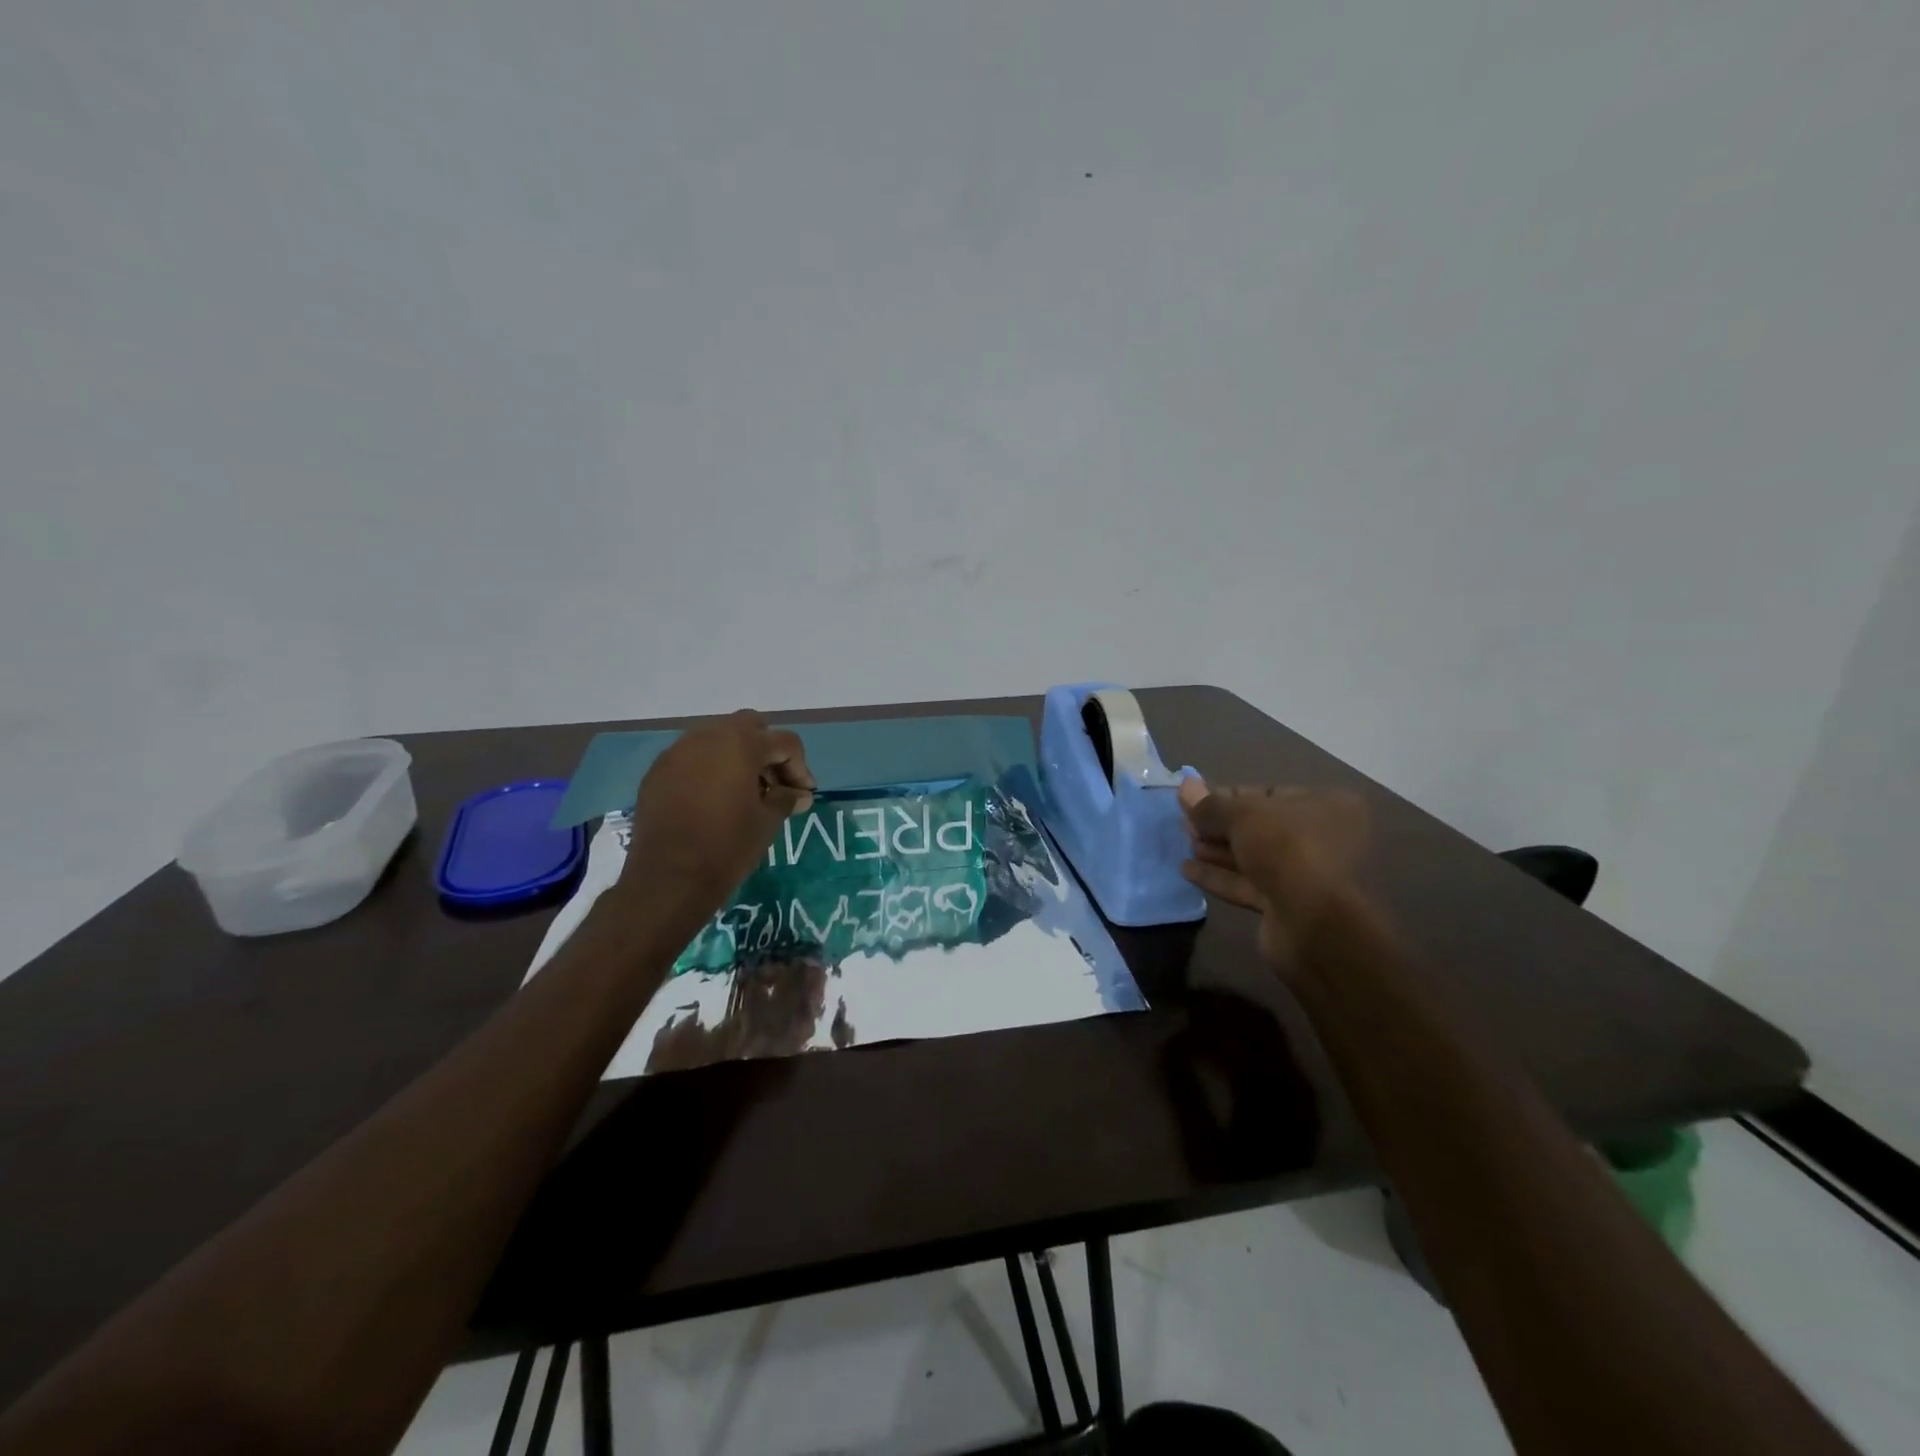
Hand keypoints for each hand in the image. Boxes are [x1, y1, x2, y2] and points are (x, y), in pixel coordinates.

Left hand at [615, 710, 814, 917]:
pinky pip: (692, 759)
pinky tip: (714, 801)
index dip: (800, 768)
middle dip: (767, 752)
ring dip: (737, 758)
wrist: (668, 879)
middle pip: (749, 727)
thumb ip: (786, 798)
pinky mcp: (658, 772)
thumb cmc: (727, 846)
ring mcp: (677, 752)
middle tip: (775, 785)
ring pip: (717, 739)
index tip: (803, 796)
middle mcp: (707, 737)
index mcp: (740, 744)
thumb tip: (800, 794)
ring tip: (745, 793)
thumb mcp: (767, 821)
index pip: (784, 742)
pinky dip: (710, 770)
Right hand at [1178, 777, 1367, 965]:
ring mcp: (1307, 876)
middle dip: (1220, 826)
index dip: (1229, 797)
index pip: (1269, 794)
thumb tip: (1185, 785)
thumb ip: (1211, 804)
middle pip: (1260, 827)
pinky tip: (1187, 870)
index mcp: (1327, 806)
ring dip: (1217, 851)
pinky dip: (1220, 876)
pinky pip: (1249, 884)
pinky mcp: (1288, 906)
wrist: (1313, 923)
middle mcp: (1324, 839)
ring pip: (1254, 857)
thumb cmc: (1287, 850)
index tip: (1196, 801)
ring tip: (1185, 844)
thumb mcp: (1243, 816)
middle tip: (1186, 824)